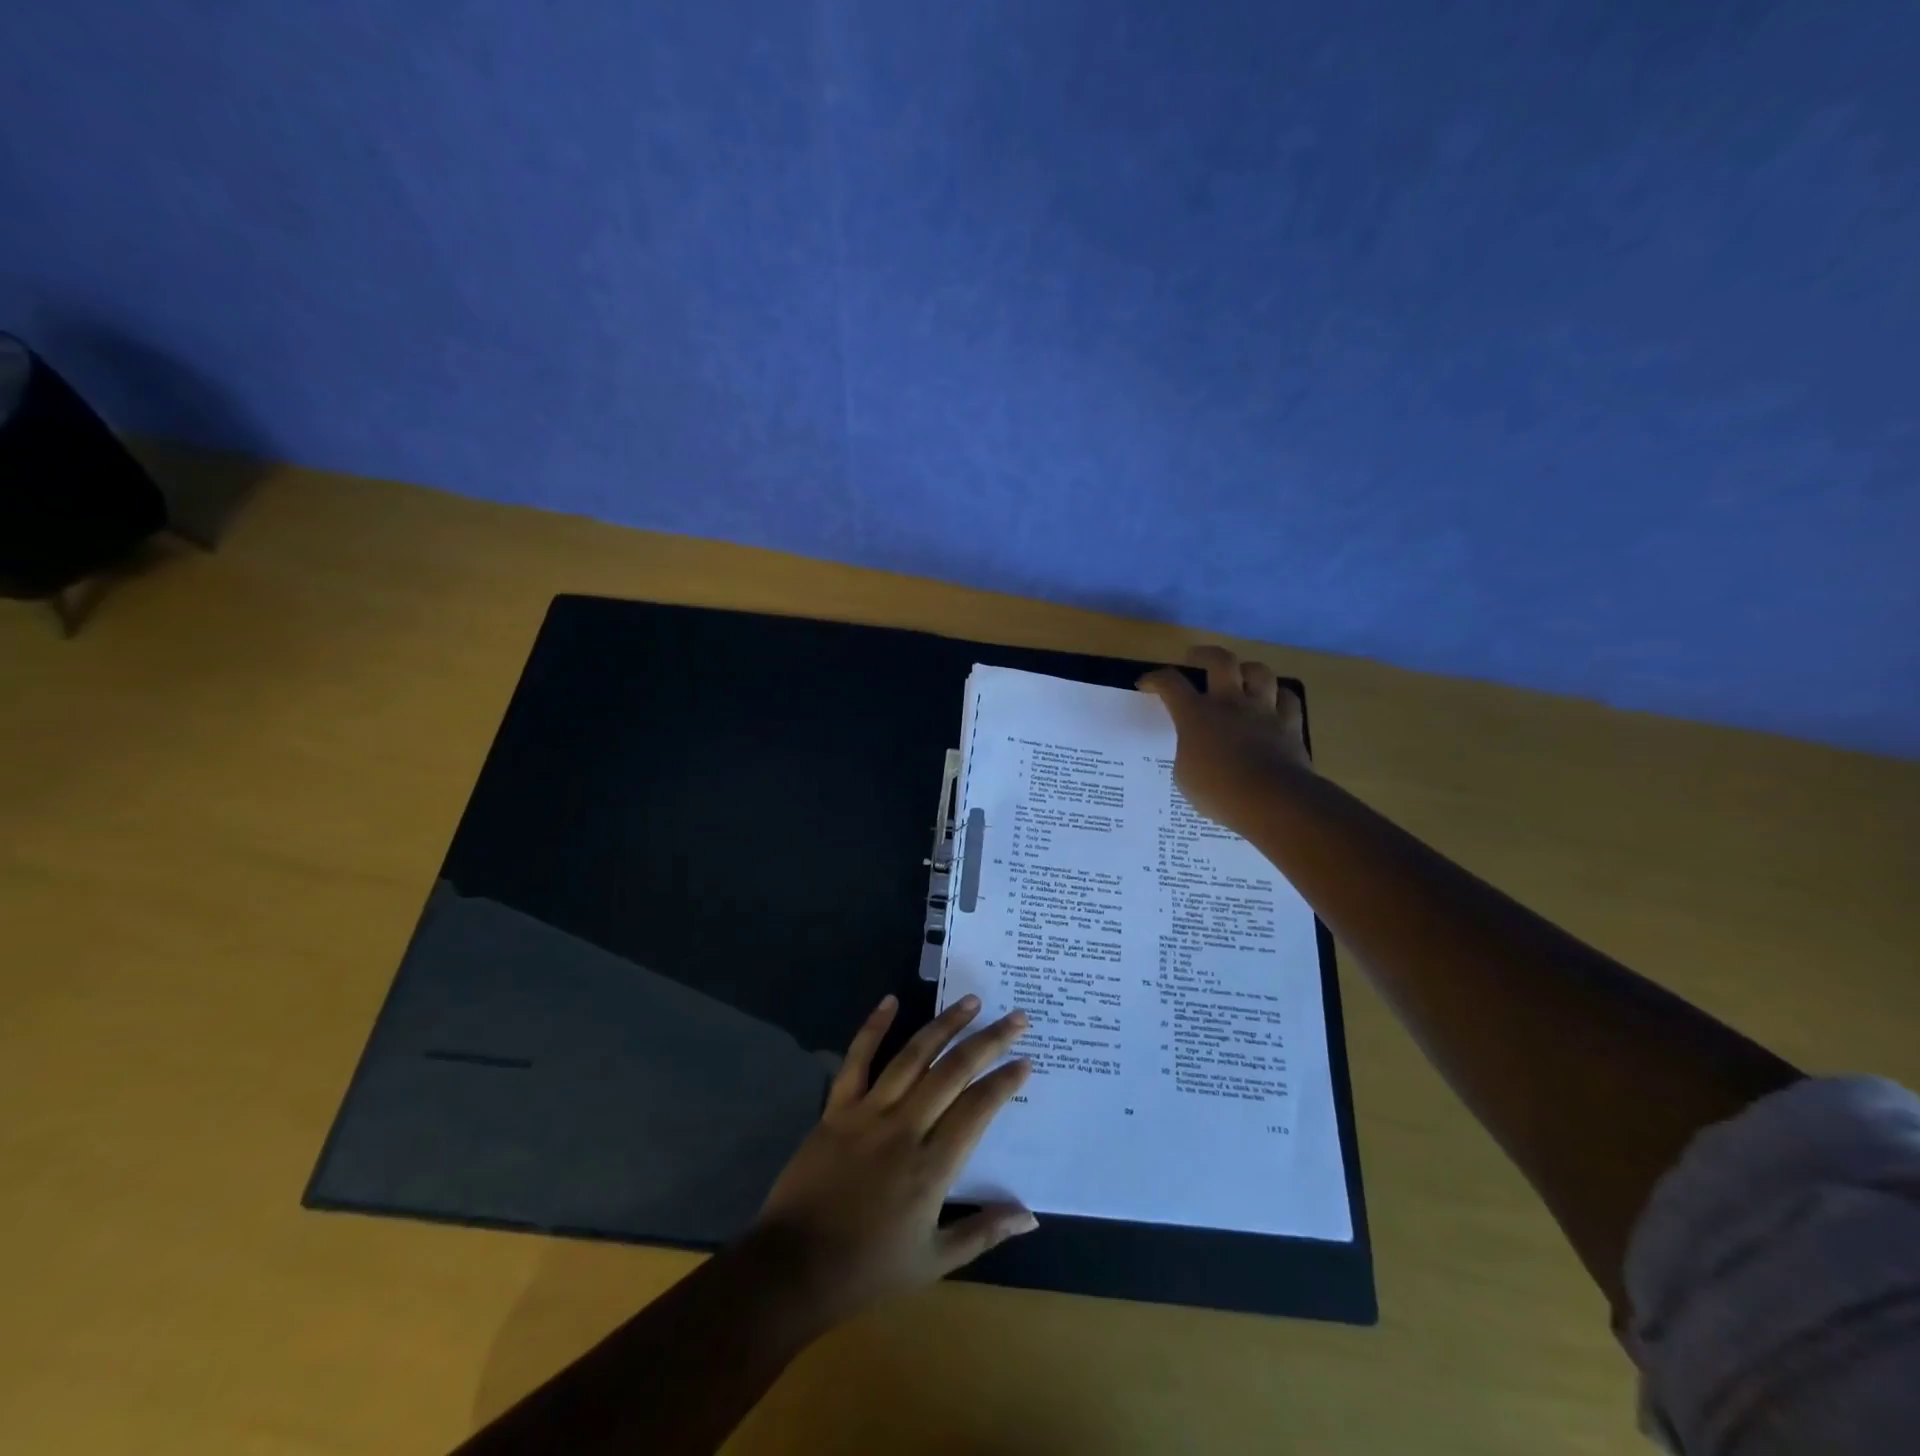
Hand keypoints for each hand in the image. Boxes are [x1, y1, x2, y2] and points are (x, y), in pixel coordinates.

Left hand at [751, 994, 1035, 1325]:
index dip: (1004, 1082)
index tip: (1025, 1060)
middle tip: (1015, 1017)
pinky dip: (874, 1027)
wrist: (793, 1269)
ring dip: (944, 1025)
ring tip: (970, 1001)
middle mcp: (905, 1128)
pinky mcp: (837, 1108)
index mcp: (932, 1167)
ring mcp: (869, 1112)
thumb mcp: (933, 1262)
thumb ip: (983, 1232)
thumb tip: (1031, 1215)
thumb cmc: (868, 1269)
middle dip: (988, 1041)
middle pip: (953, 1072)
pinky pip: (857, 1059)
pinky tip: (891, 1000)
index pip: (977, 1110)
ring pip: (913, 1056)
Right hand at [1139, 645, 1311, 834]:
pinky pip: (1287, 699)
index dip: (1155, 679)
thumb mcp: (1185, 775)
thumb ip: (1188, 752)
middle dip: (1205, 654)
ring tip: (1240, 676)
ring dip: (1247, 670)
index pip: (1170, 684)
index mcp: (1196, 715)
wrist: (1272, 800)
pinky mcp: (1290, 725)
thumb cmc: (1218, 791)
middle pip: (1220, 660)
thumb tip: (1194, 748)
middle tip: (1195, 658)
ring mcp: (1263, 711)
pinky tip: (1273, 702)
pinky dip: (1279, 696)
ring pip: (1259, 672)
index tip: (1146, 684)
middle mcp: (1230, 703)